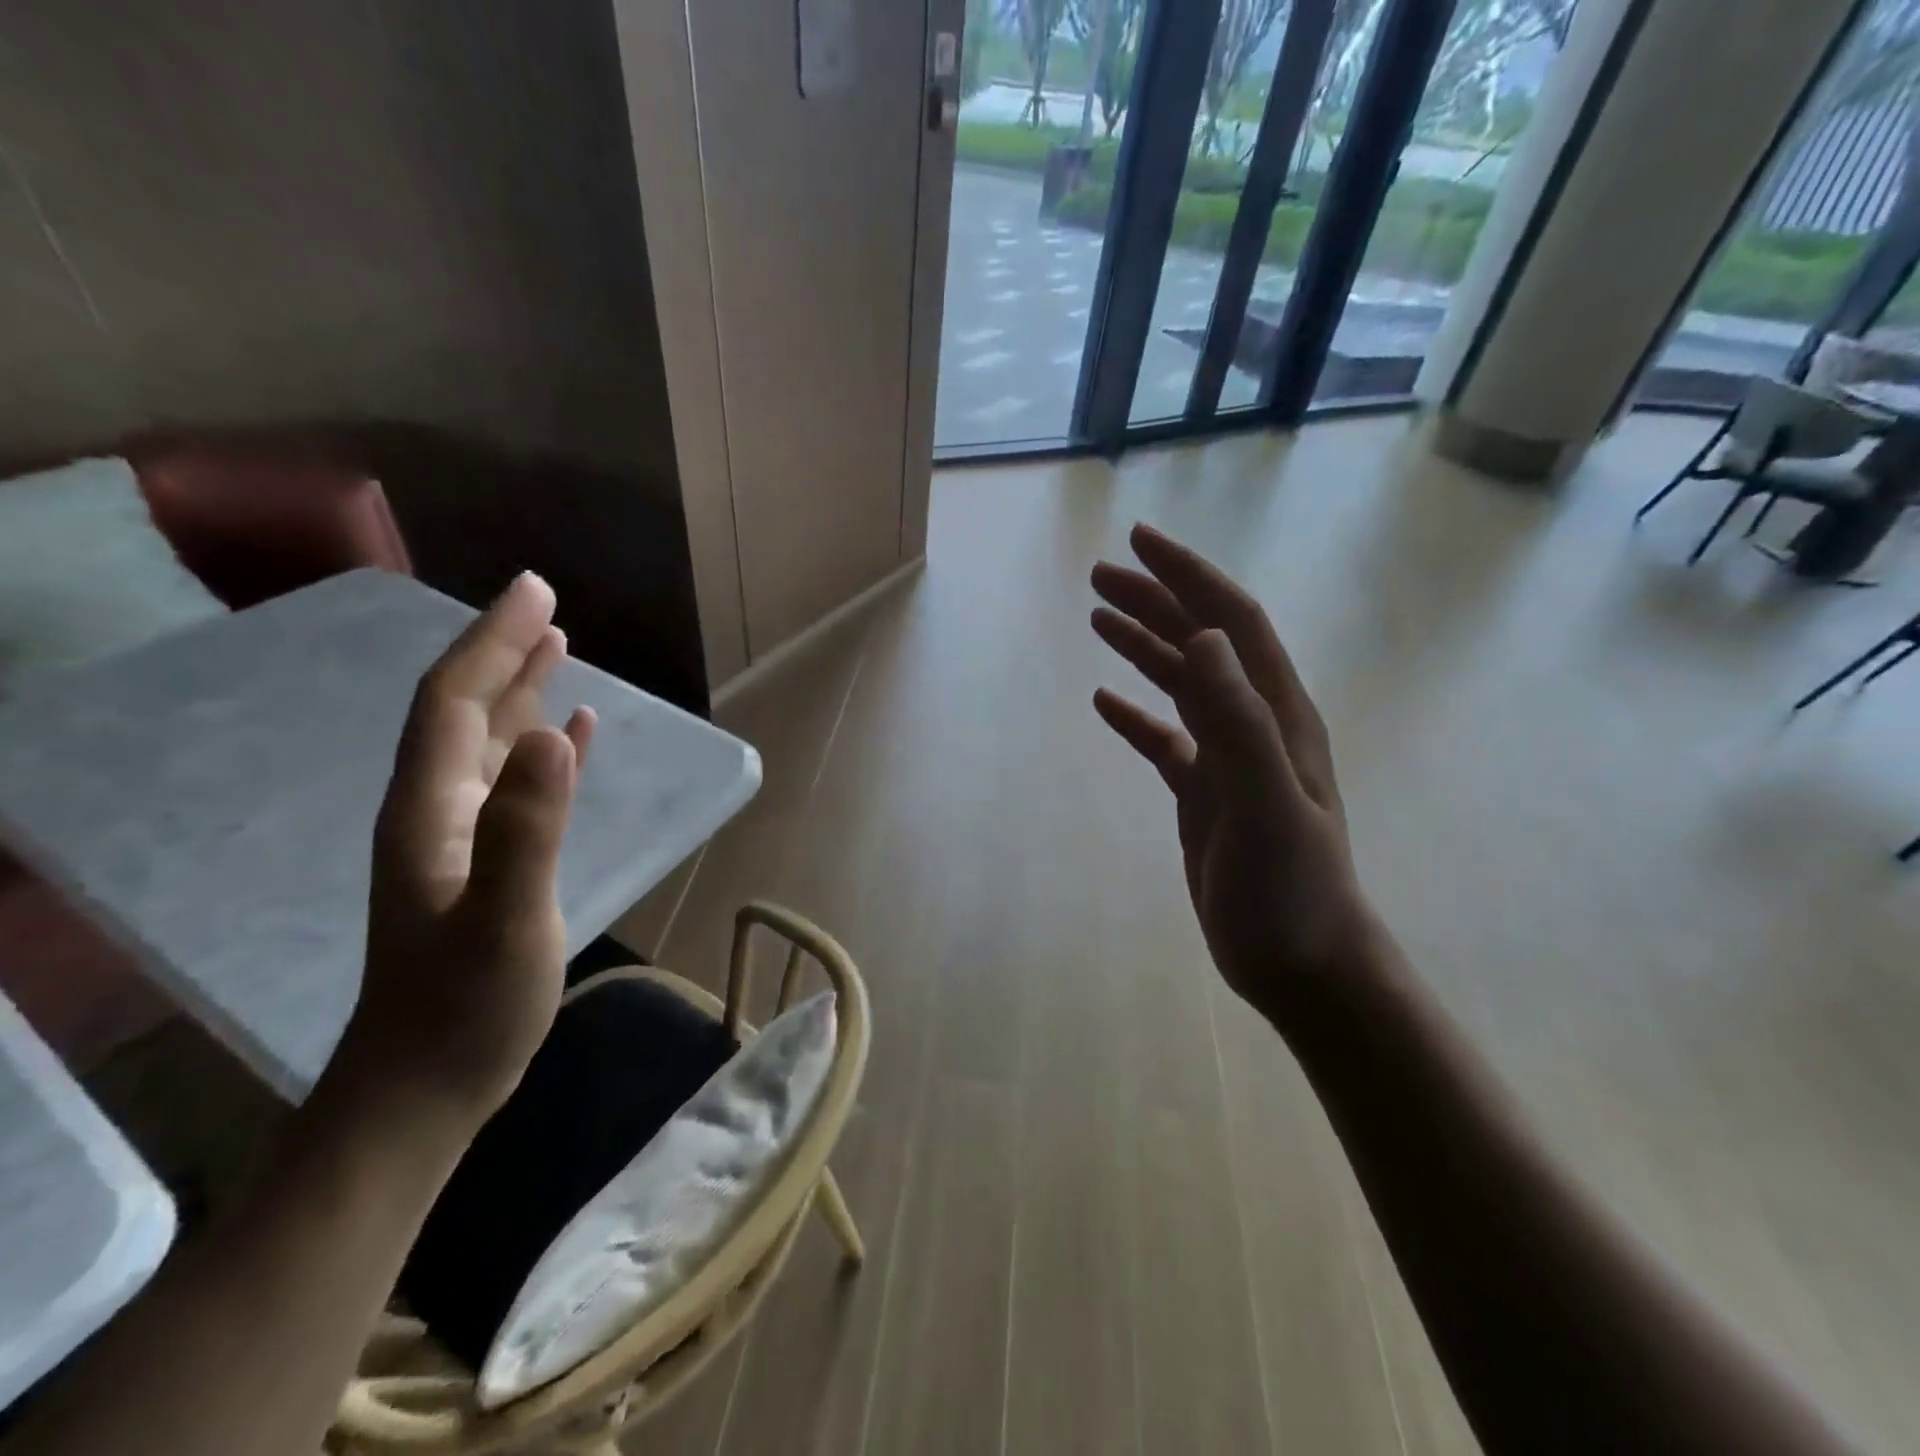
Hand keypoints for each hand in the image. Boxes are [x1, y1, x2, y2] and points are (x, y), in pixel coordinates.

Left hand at [335, 572, 596, 1125]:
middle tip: (547, 602)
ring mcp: (460, 835)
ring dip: (520, 689)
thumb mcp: (504, 920)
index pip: (455, 701)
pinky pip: (514, 781)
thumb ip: (527, 830)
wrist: (425, 1087)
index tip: (535, 593)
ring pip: (487, 741)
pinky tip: (570, 733)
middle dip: (503, 650)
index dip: (491, 641)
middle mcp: (437, 808)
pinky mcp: (488, 860)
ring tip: (558, 648)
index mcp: (432, 808)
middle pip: (466, 709)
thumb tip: (556, 735)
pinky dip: (540, 746)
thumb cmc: (464, 1009)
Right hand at [1091, 524, 1380, 1025]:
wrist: (1302, 964)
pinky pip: (1164, 740)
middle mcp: (1254, 724)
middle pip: (1201, 643)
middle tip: (1100, 575)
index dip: (1189, 576)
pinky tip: (1105, 703)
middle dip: (1155, 600)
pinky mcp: (1205, 795)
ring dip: (1143, 646)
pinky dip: (1135, 716)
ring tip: (1098, 618)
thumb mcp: (1266, 804)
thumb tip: (1203, 637)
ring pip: (1181, 685)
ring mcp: (1228, 760)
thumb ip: (1239, 721)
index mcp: (1276, 714)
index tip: (1140, 541)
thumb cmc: (1290, 891)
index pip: (1232, 622)